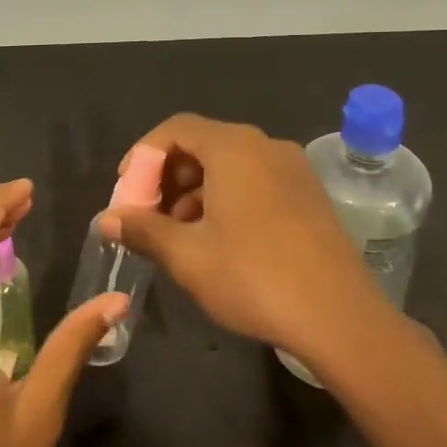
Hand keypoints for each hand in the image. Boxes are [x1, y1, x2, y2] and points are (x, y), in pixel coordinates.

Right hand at [98, 114, 388, 360]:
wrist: (340, 317)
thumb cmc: (254, 277)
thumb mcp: (187, 255)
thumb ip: (142, 229)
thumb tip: (106, 218)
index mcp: (234, 148)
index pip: (176, 128)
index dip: (143, 155)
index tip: (126, 191)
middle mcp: (266, 146)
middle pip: (203, 144)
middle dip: (167, 176)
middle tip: (147, 215)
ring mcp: (294, 169)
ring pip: (230, 165)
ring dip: (194, 191)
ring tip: (177, 233)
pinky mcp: (309, 195)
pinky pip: (255, 181)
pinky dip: (226, 198)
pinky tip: (216, 239)